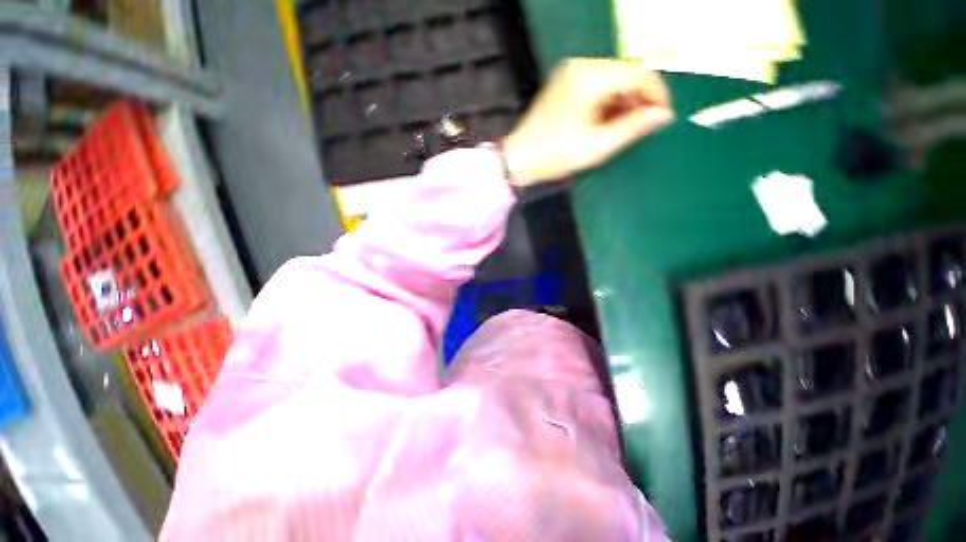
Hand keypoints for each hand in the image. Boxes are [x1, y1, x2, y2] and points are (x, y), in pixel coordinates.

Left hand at [502, 58, 672, 185]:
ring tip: (629, 127)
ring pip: (612, 81)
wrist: (520, 160)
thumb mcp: (597, 146)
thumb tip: (663, 115)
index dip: (656, 93)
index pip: (637, 73)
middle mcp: (580, 67)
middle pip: (624, 74)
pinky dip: (608, 104)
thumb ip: (633, 127)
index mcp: (589, 76)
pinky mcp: (565, 86)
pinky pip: (597, 88)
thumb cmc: (555, 155)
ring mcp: (570, 75)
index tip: (665, 115)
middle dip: (640, 98)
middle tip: (647, 124)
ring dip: (625, 102)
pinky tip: (610, 123)